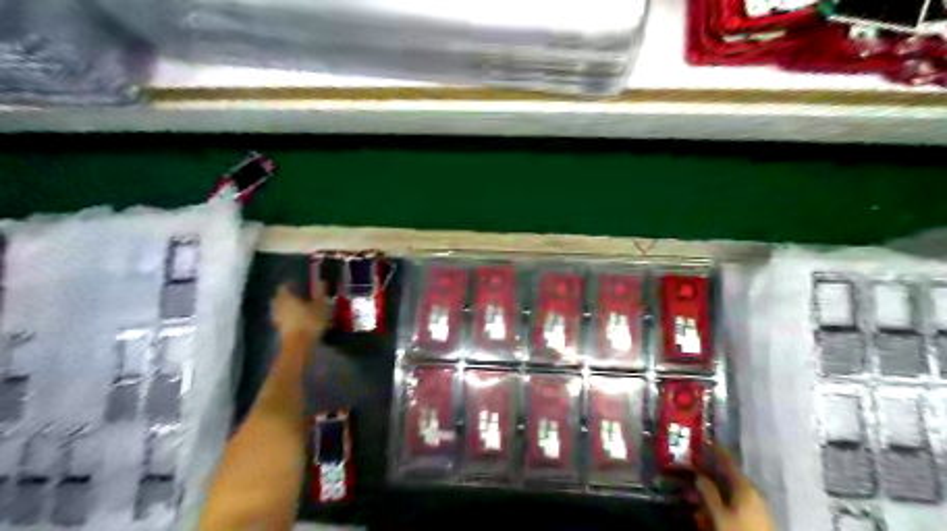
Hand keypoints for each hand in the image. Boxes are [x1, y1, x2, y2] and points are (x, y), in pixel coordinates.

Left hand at [272, 285, 329, 342]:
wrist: (299, 345)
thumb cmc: (310, 321)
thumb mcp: (321, 306)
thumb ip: (321, 294)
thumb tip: (322, 282)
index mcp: (286, 297)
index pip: (284, 286)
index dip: (291, 285)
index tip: (299, 286)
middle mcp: (278, 306)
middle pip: (280, 298)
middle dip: (289, 297)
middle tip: (300, 297)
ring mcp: (277, 318)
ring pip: (281, 309)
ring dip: (289, 309)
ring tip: (301, 310)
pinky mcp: (279, 330)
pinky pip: (284, 320)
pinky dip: (290, 319)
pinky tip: (300, 321)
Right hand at [694, 443, 776, 530]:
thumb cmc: (739, 530)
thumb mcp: (719, 514)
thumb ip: (709, 493)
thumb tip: (699, 475)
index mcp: (745, 486)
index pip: (729, 462)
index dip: (717, 450)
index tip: (707, 438)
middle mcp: (754, 490)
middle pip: (731, 475)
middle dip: (714, 470)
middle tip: (698, 467)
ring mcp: (759, 502)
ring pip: (735, 487)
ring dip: (719, 484)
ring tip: (705, 486)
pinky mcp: (760, 512)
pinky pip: (740, 497)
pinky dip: (728, 494)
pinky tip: (719, 499)